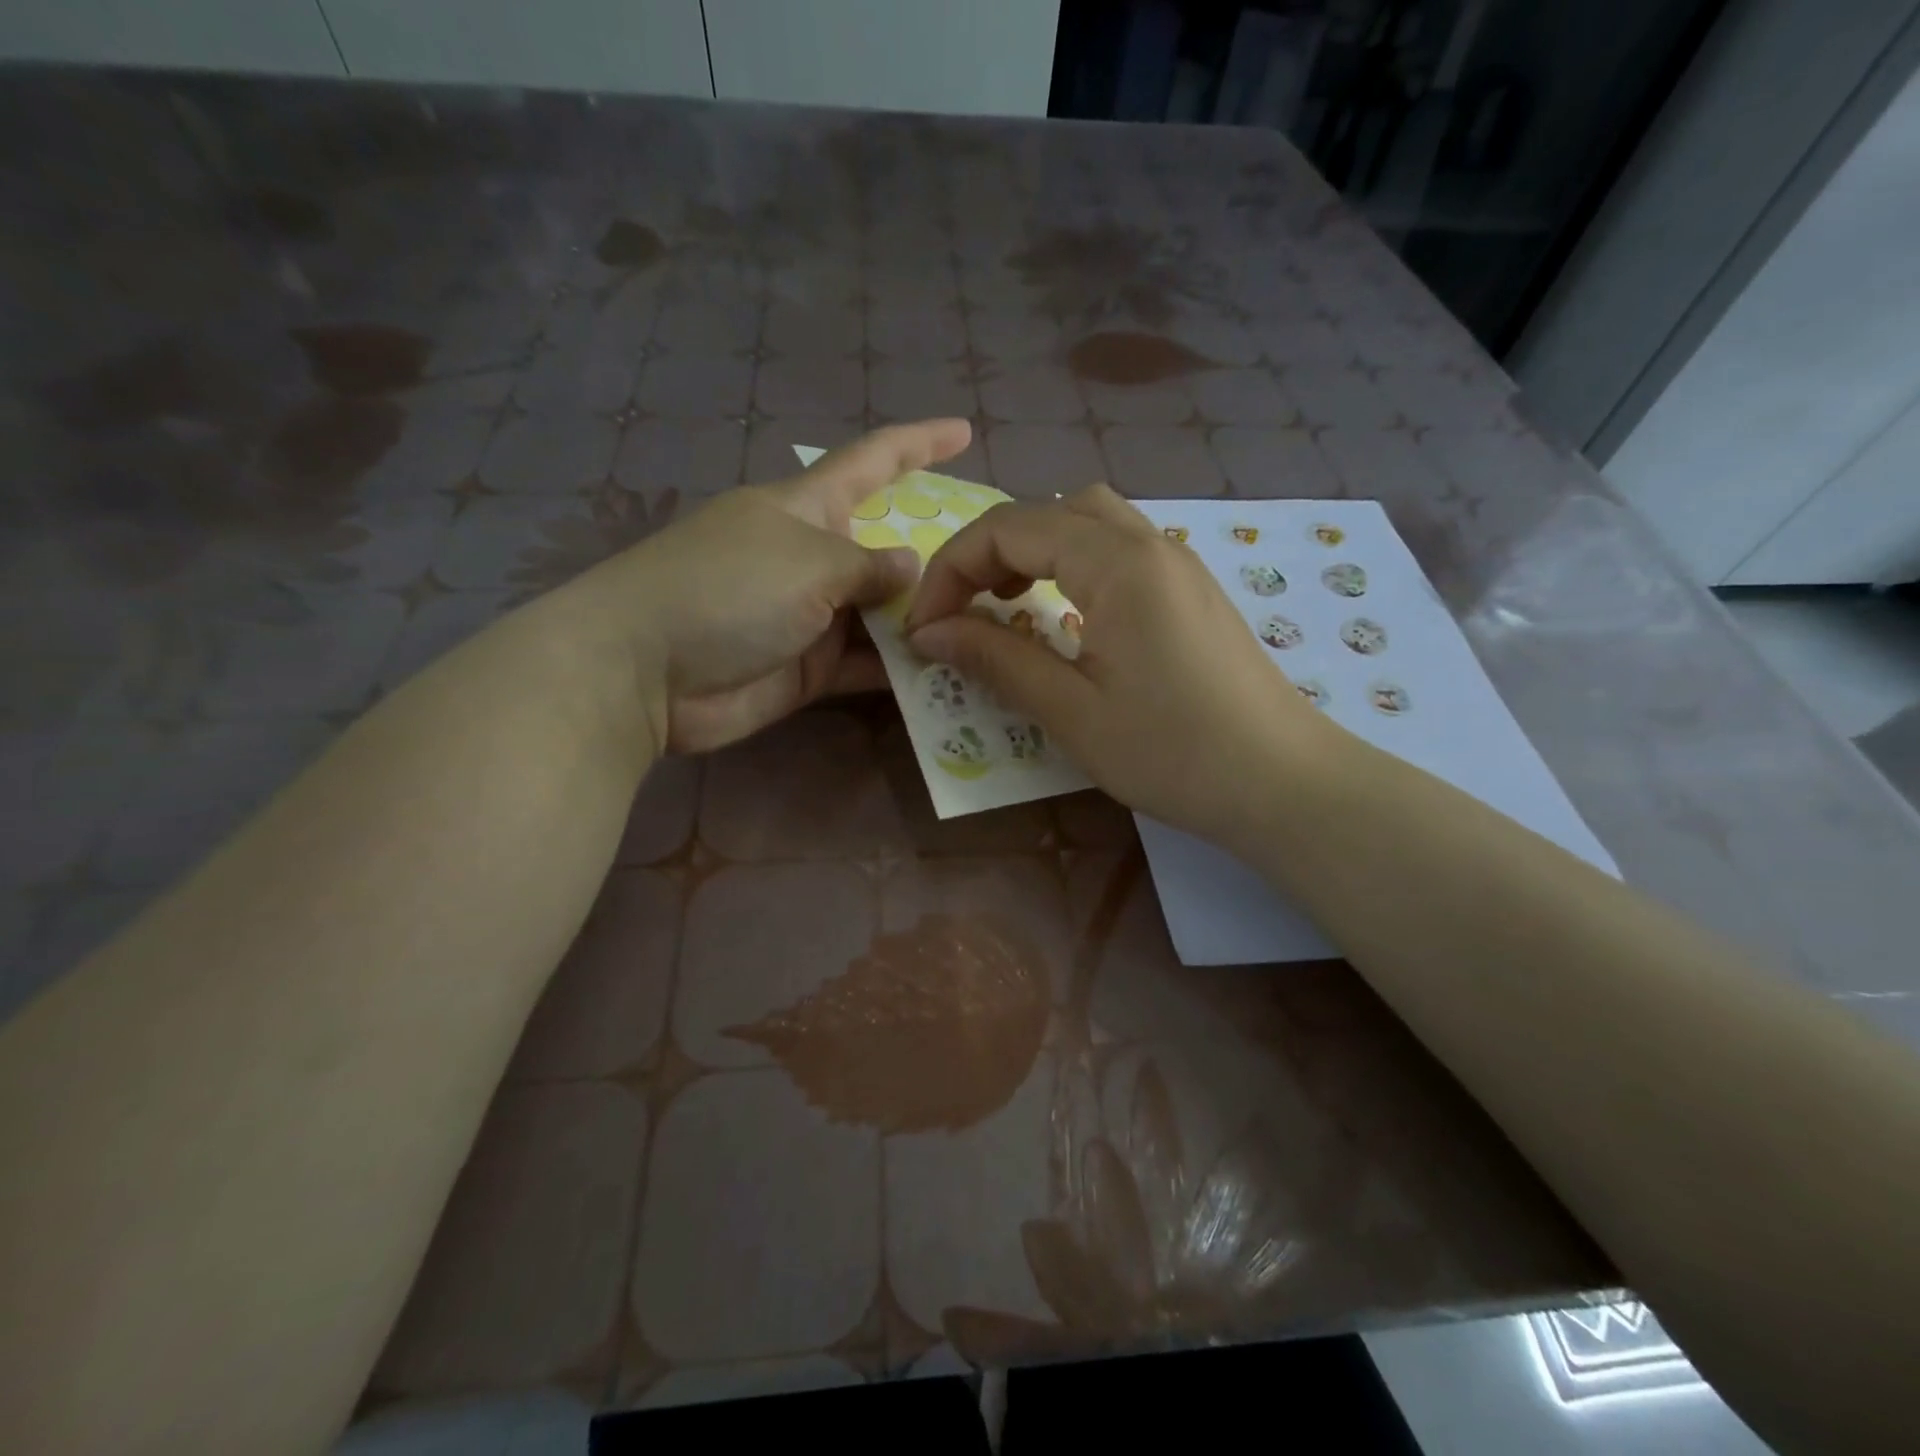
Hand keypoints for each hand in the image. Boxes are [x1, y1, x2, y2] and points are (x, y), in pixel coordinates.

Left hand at [582, 419, 970, 754]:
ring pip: (883, 615)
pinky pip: (865, 664)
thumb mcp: (809, 562)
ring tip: (988, 630)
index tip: (962, 429)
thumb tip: (911, 567)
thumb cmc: (727, 589)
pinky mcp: (807, 669)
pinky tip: (947, 675)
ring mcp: (811, 617)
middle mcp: (814, 558)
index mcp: (807, 508)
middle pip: (887, 549)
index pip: (873, 462)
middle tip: (997, 573)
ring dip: (925, 623)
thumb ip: (869, 567)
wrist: (647, 672)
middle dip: (937, 558)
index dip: (918, 443)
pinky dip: (899, 671)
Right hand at [904, 485, 1339, 845]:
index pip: (1010, 529)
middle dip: (988, 552)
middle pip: (1048, 511)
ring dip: (1032, 552)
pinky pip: (1118, 549)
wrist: (1283, 783)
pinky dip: (1072, 565)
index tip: (923, 629)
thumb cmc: (1174, 753)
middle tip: (961, 611)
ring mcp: (1177, 563)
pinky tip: (1064, 616)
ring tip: (1006, 605)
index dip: (951, 570)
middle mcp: (1150, 544)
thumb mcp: (1072, 712)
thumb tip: (928, 633)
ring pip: (1087, 521)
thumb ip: (997, 660)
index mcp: (1118, 563)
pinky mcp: (1190, 590)